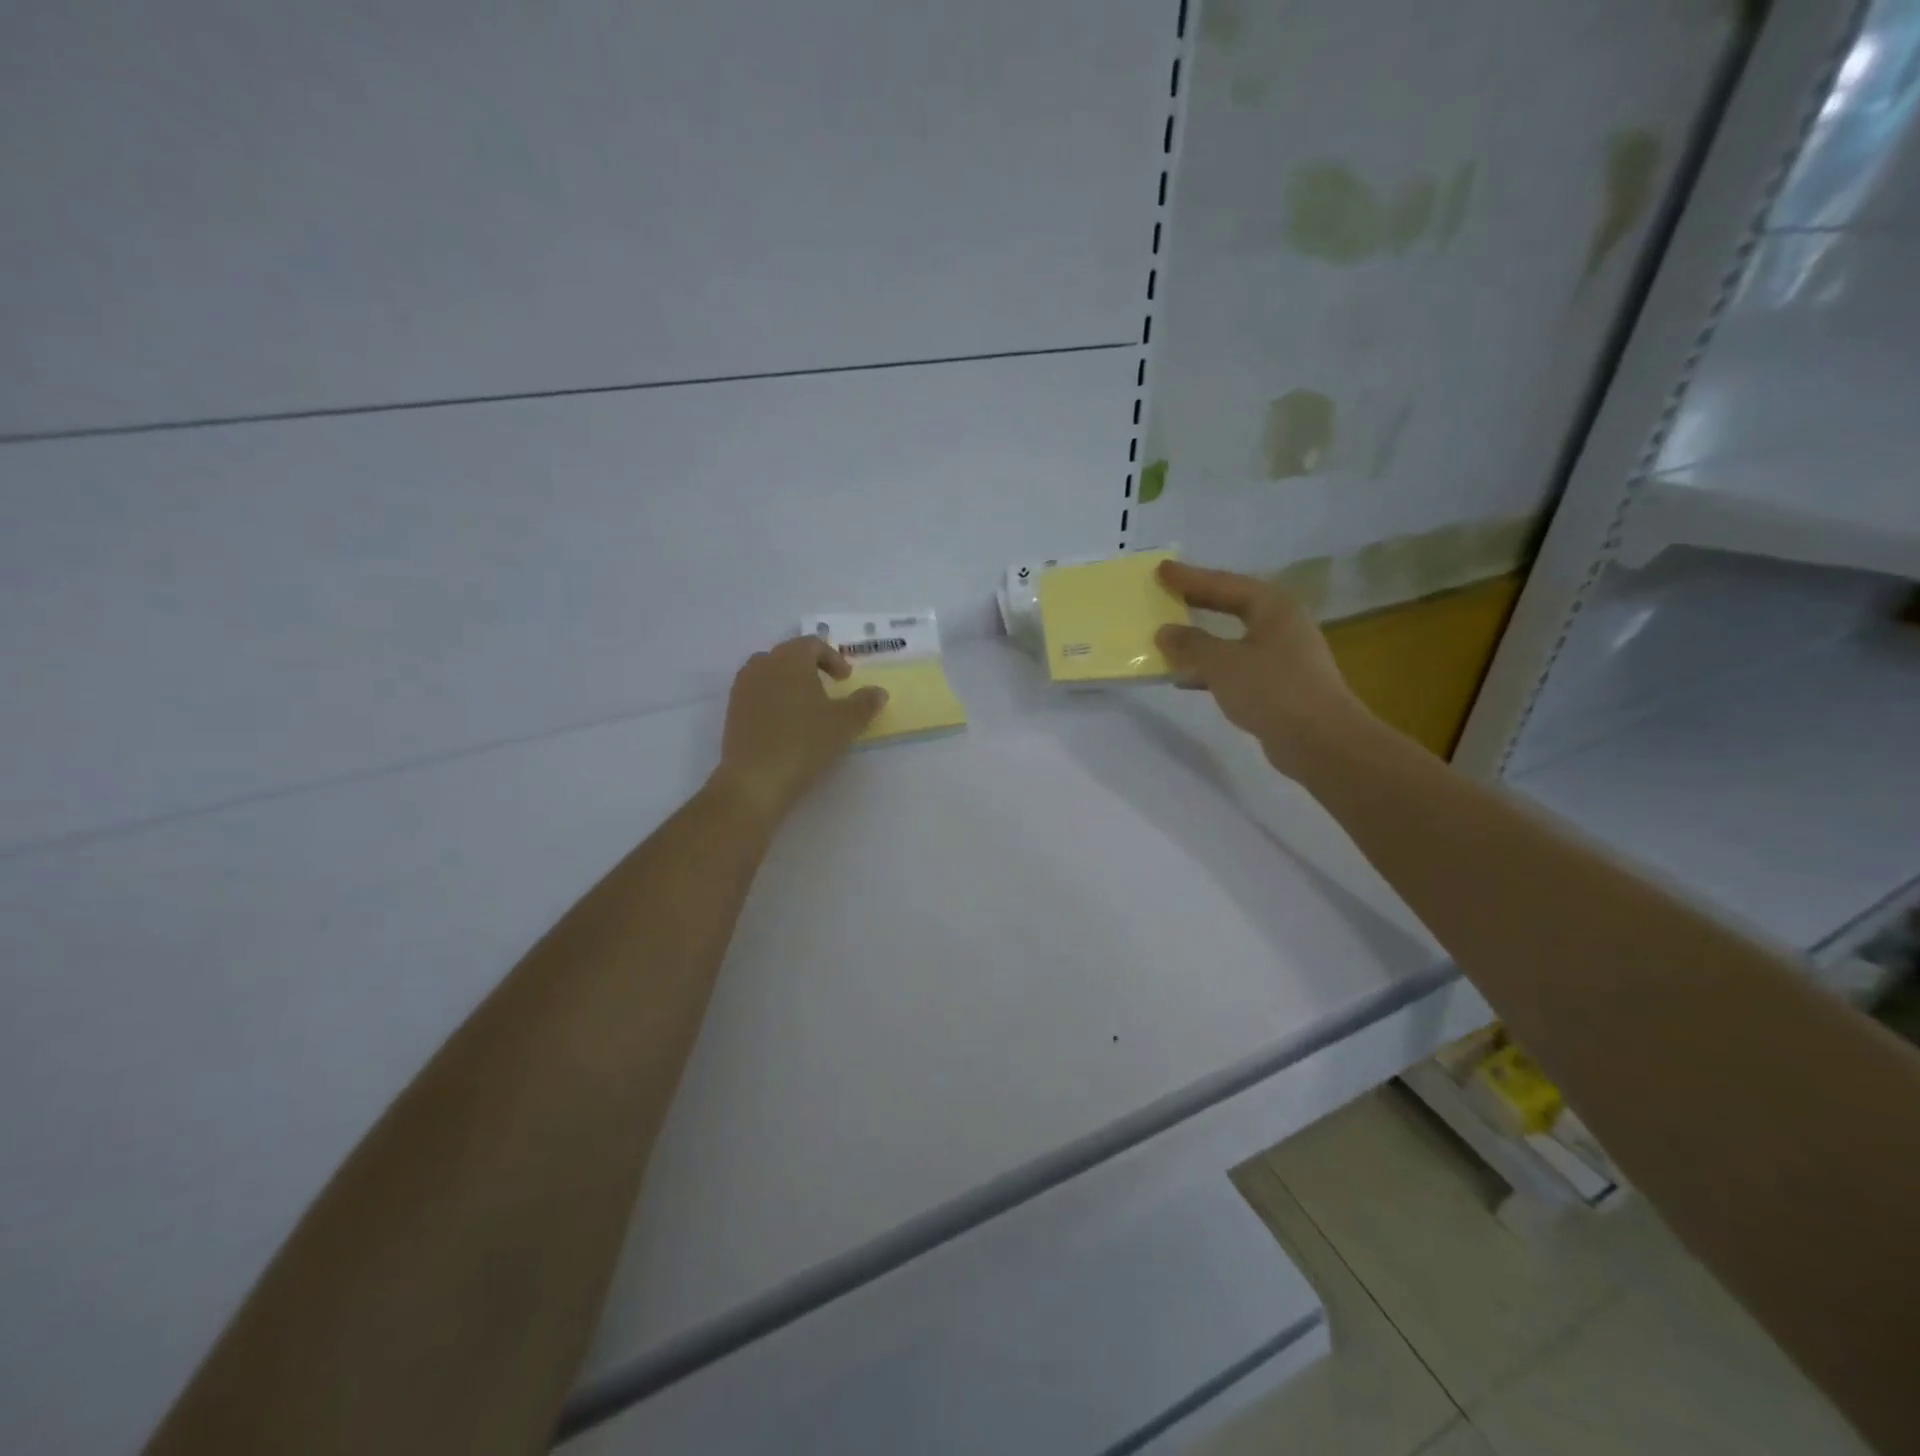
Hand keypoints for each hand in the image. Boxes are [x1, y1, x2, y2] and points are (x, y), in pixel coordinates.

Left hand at [710, 636, 887, 826]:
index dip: (833, 658)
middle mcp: (762, 664)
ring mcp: (742, 687)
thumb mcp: (845, 724)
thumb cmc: (804, 743)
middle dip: (810, 667)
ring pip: (770, 673)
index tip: (845, 679)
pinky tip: (785, 724)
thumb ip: (864, 704)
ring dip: (789, 682)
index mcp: (790, 659)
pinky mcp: (732, 710)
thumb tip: (879, 692)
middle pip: (789, 655)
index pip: (812, 644)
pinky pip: (756, 693)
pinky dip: (773, 699)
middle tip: (828, 688)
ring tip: (806, 705)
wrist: (755, 779)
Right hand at [1155, 560, 1371, 777]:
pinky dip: (1211, 669)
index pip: (1225, 584)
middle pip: (1233, 605)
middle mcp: (1282, 625)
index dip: (1190, 577)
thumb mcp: (1222, 663)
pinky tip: (1186, 678)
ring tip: (1169, 638)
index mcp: (1274, 607)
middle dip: (1199, 601)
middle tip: (1167, 593)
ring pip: (1234, 638)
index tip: (1161, 569)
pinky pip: (1237, 666)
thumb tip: (1165, 632)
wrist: (1320, 741)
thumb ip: (1190, 644)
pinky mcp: (1279, 685)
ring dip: (1202, 639)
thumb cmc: (1272, 690)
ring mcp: (1284, 656)